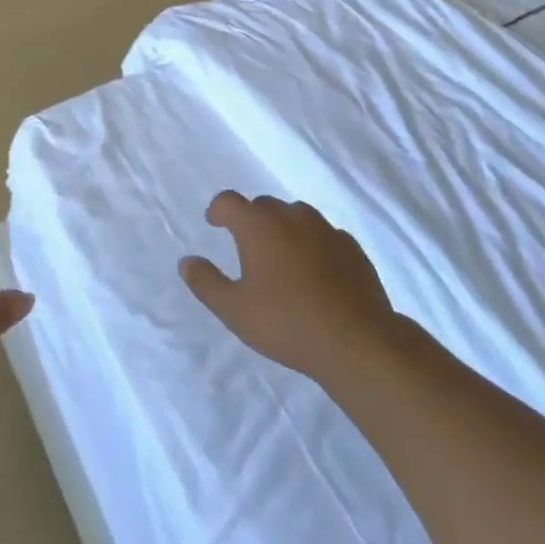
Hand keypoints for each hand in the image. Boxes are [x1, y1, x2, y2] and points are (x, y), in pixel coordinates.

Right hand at [180, 192, 406, 383]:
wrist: (357, 341)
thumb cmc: (288, 323)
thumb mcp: (235, 310)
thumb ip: (206, 283)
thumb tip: (187, 262)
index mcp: (258, 226)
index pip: (229, 201)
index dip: (218, 210)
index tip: (214, 224)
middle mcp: (291, 216)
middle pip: (264, 206)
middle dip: (252, 220)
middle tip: (248, 248)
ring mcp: (325, 229)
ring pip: (297, 216)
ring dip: (284, 229)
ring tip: (282, 259)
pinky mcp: (352, 247)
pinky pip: (325, 235)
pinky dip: (314, 245)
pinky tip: (317, 272)